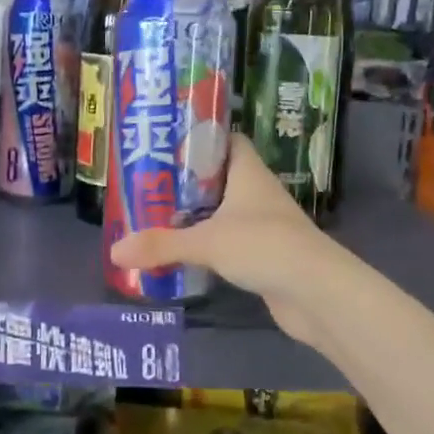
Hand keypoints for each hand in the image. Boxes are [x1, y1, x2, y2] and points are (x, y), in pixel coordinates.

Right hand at [110, 135, 342, 346]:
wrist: (318, 294)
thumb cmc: (266, 247)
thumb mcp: (207, 242)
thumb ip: (161, 245)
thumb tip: (114, 251)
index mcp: (248, 172)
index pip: (226, 141)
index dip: (199, 138)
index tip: (165, 143)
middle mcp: (257, 193)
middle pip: (218, 177)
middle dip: (185, 180)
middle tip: (146, 182)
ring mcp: (263, 225)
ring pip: (222, 211)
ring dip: (194, 215)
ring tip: (154, 215)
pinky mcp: (263, 255)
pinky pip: (228, 241)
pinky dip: (207, 244)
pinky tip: (180, 252)